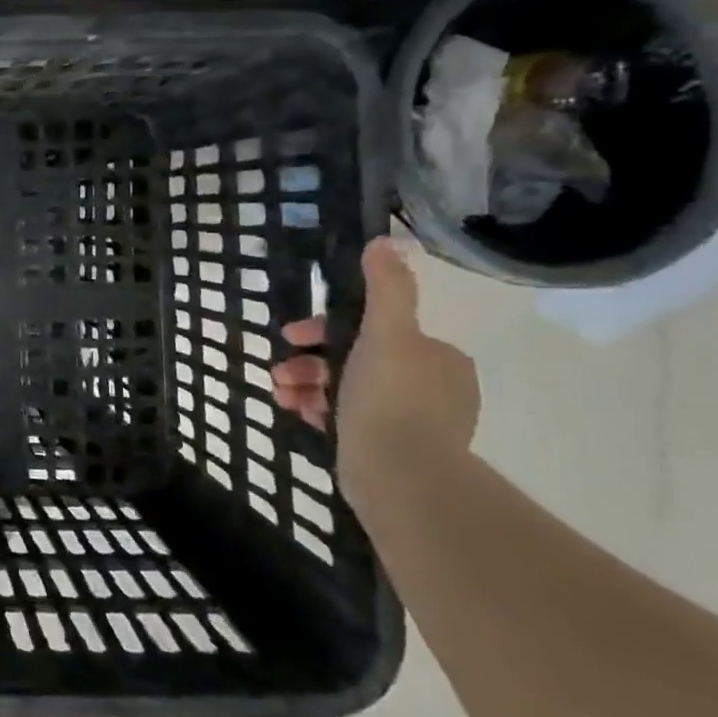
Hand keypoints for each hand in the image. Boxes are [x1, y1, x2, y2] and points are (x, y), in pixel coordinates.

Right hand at [269, 236, 480, 507]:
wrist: (399, 475)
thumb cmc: (389, 397)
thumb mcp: (386, 333)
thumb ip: (386, 289)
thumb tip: (386, 241)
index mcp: (437, 358)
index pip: (375, 329)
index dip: (327, 328)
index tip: (294, 336)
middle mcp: (432, 388)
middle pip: (355, 359)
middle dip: (309, 360)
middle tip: (280, 369)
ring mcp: (414, 422)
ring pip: (345, 389)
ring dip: (305, 384)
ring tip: (280, 392)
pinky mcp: (392, 450)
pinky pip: (346, 419)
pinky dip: (317, 410)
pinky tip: (294, 411)